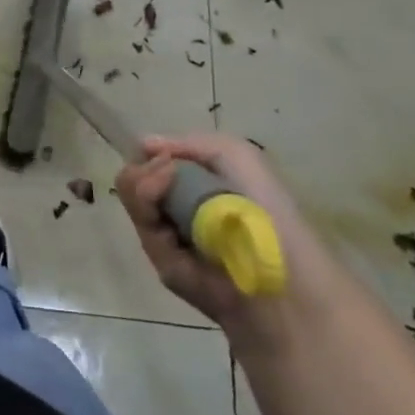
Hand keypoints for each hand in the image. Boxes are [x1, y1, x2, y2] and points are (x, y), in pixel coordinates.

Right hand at [114, 132, 343, 333]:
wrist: (283, 271)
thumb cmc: (268, 209)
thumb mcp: (238, 157)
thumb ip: (189, 143)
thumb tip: (143, 145)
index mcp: (200, 189)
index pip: (154, 164)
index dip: (151, 155)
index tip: (159, 154)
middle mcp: (180, 211)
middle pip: (135, 178)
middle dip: (143, 169)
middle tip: (165, 169)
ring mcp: (168, 238)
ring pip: (132, 197)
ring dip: (143, 182)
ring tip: (164, 181)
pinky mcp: (161, 263)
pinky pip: (140, 224)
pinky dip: (146, 204)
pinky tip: (163, 200)